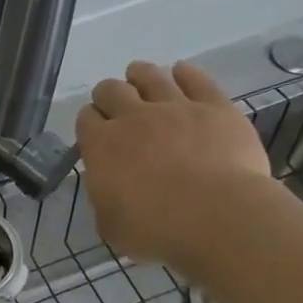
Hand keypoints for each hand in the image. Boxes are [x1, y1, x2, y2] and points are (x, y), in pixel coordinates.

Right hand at [76, 60, 279, 272]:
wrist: (217, 217)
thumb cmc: (156, 229)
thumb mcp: (110, 224)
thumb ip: (105, 198)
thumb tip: (111, 188)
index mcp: (101, 146)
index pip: (85, 118)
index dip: (89, 122)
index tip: (95, 131)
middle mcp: (133, 117)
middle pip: (111, 89)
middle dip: (109, 95)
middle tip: (115, 106)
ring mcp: (175, 107)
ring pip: (150, 75)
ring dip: (140, 74)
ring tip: (140, 78)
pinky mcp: (215, 106)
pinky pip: (197, 78)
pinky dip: (185, 73)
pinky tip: (181, 72)